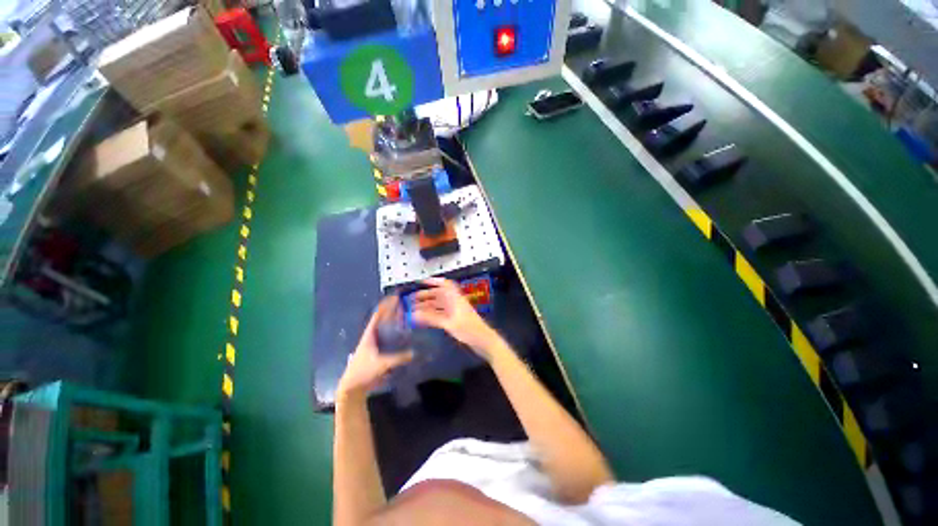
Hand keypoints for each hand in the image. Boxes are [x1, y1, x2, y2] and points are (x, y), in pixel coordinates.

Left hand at [337, 296, 413, 399]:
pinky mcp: (376, 350)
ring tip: (405, 315)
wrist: (353, 387)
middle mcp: (371, 335)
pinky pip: (387, 336)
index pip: (378, 315)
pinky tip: (403, 332)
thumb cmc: (363, 372)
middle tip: (405, 304)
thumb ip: (398, 358)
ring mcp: (373, 343)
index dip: (386, 305)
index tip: (395, 296)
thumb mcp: (382, 364)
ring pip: (384, 327)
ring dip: (393, 320)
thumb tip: (414, 352)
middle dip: (392, 310)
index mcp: (370, 334)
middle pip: (382, 318)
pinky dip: (394, 331)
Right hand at [412, 278, 499, 356]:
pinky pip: (441, 314)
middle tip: (412, 300)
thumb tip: (414, 314)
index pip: (445, 285)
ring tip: (414, 310)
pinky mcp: (456, 320)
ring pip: (439, 305)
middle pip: (440, 295)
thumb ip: (432, 318)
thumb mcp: (450, 323)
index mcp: (456, 299)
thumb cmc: (469, 330)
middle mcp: (455, 303)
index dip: (434, 281)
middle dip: (426, 296)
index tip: (421, 282)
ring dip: (428, 306)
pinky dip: (432, 315)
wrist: (484, 341)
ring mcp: (456, 312)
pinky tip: (423, 319)